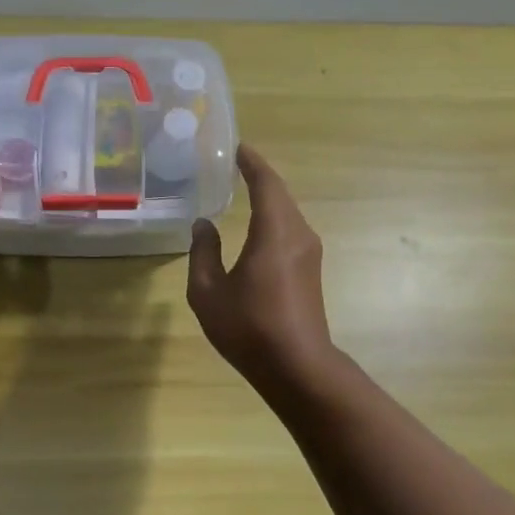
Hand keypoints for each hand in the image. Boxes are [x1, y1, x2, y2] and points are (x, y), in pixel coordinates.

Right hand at [188, 145, 334, 383]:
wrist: (297, 367)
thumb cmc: (249, 327)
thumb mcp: (208, 292)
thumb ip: (202, 252)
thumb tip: (203, 225)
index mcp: (274, 232)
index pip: (266, 183)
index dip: (251, 162)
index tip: (237, 147)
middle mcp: (298, 234)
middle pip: (280, 194)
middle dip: (259, 177)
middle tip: (234, 165)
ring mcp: (309, 253)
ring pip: (287, 213)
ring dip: (268, 198)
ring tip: (242, 190)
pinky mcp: (311, 271)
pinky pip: (290, 231)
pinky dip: (273, 218)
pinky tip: (255, 228)